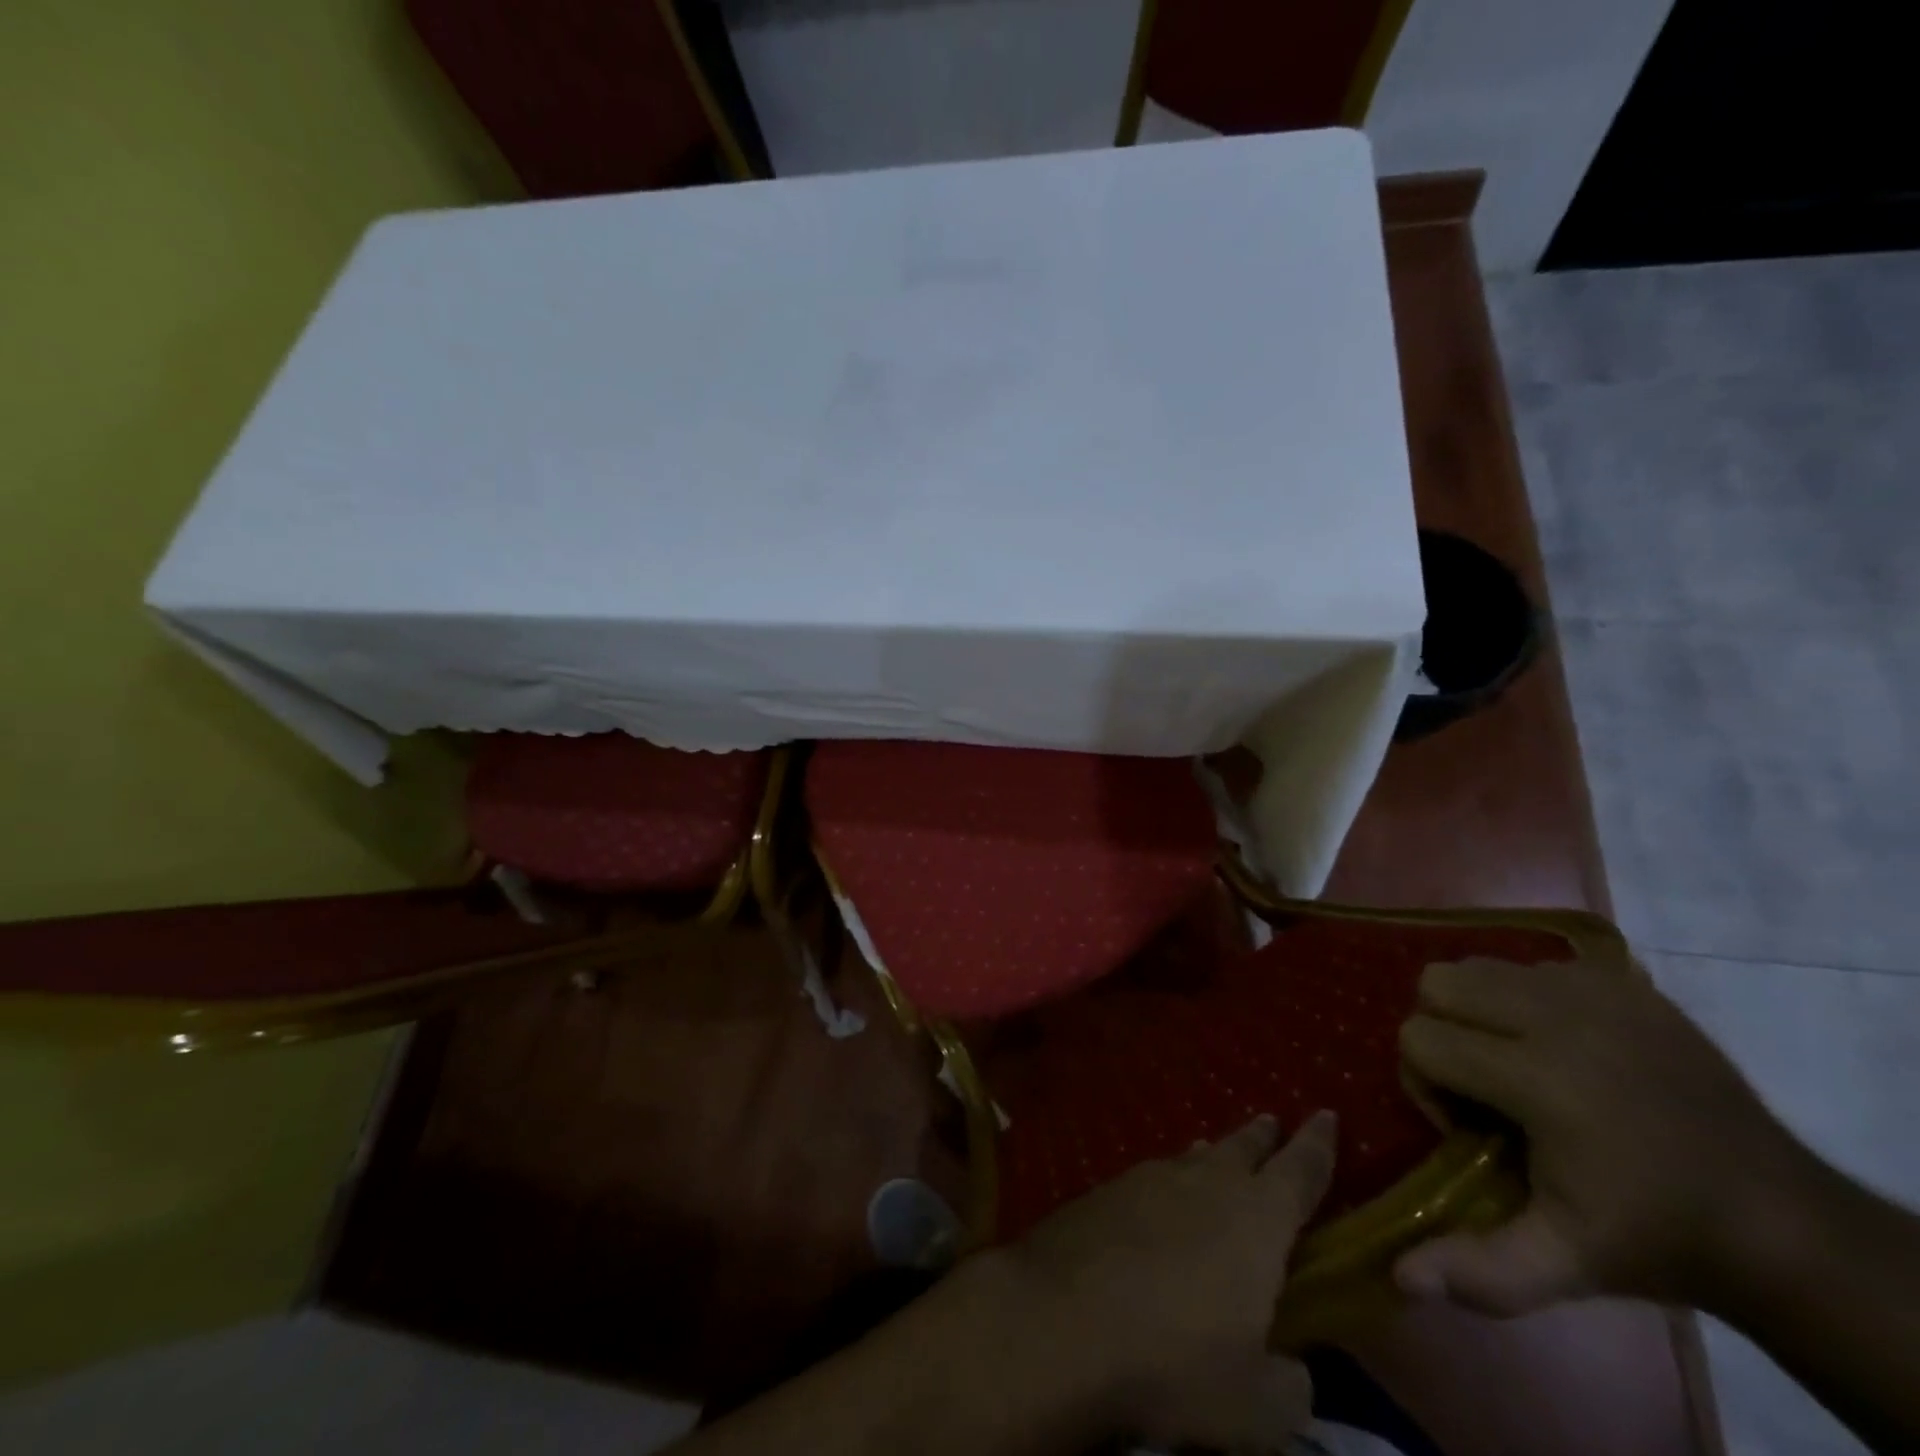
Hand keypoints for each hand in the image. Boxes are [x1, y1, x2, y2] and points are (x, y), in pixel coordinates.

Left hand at [999, 1111, 1336, 1450]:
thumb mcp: (1257, 1406)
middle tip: (1272, 1120)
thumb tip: (1290, 1367)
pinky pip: (1153, 1175)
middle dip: (1263, 1136)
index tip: (1327, 1112)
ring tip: (1219, 1149)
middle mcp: (1205, 1182)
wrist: (1062, 1318)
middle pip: (1243, 1148)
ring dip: (1213, 1153)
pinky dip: (1170, 1179)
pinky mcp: (1106, 1190)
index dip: (1318, 1144)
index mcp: (1256, 1218)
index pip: (1301, 1171)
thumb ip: (1290, 1385)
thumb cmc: (1174, 1359)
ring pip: (1193, 1156)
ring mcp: (1149, 1178)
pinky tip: (1162, 1195)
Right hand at [1395, 952, 1815, 1315]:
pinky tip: (1566, 1048)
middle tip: (1486, 1085)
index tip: (1472, 1131)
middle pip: (1437, 982)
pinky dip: (1529, 998)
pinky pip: (1534, 966)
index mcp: (1538, 1078)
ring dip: (1480, 1010)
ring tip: (1520, 1062)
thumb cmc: (1656, 1239)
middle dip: (1443, 1031)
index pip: (1419, 1038)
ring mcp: (1596, 990)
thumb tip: (1400, 1278)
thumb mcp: (1566, 1264)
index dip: (1428, 1087)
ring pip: (1480, 965)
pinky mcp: (1625, 982)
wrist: (1782, 1221)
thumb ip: (1482, 1270)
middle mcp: (1558, 1016)